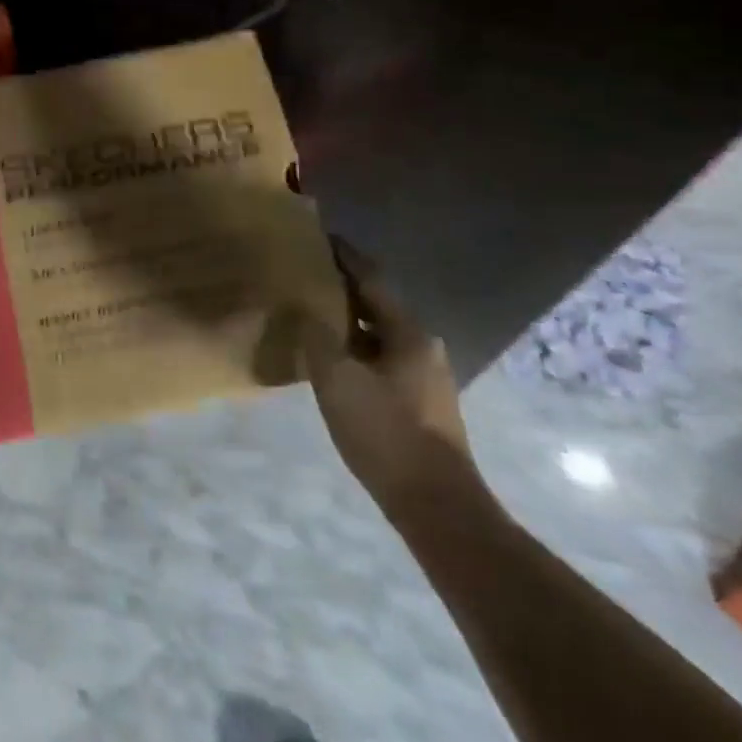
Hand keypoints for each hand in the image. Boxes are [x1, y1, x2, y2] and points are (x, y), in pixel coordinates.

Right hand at [303, 237, 484, 523]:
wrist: (437, 506)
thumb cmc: (385, 432)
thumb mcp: (336, 379)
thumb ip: (316, 336)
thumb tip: (304, 308)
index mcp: (407, 332)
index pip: (371, 279)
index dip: (345, 256)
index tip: (321, 235)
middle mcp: (422, 346)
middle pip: (376, 305)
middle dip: (343, 288)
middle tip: (307, 273)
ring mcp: (425, 376)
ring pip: (379, 334)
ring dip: (348, 320)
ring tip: (312, 311)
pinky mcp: (421, 403)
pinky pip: (382, 359)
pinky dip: (356, 348)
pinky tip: (332, 358)